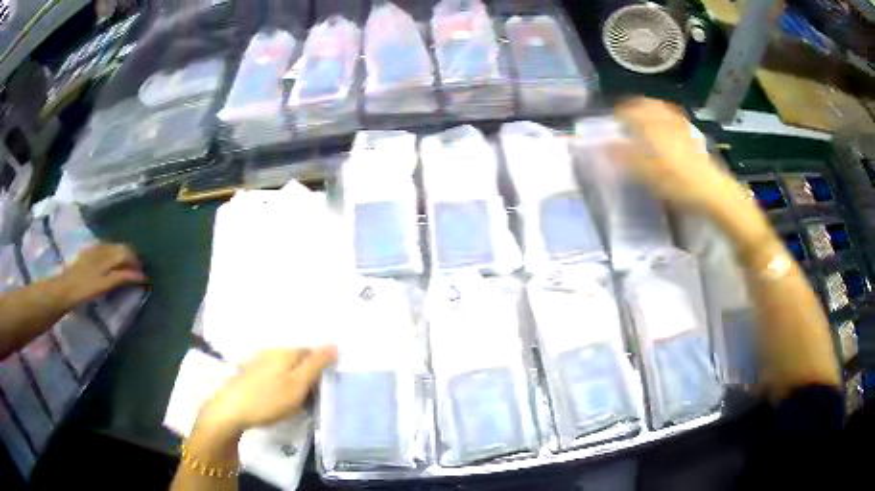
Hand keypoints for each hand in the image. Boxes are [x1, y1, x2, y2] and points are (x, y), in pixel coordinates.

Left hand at [56, 243, 146, 306]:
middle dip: (131, 258)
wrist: (64, 288)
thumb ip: (122, 277)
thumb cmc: (85, 289)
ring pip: (114, 247)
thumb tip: (141, 275)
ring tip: (127, 269)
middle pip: (121, 248)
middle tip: (137, 273)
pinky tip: (112, 265)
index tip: (144, 276)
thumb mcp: (104, 285)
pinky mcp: (89, 254)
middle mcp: (103, 247)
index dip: (137, 262)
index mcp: (107, 254)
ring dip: (123, 256)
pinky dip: (113, 255)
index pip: (127, 252)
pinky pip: (106, 249)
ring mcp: (95, 249)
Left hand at [200, 347, 337, 434]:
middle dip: (308, 372)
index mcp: (286, 350)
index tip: (326, 385)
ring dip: (295, 378)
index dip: (323, 366)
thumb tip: (334, 344)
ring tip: (298, 399)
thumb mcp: (298, 386)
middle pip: (299, 357)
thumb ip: (316, 365)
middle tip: (313, 395)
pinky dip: (282, 381)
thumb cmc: (268, 400)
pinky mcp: (251, 371)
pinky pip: (275, 372)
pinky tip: (279, 396)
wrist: (231, 410)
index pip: (313, 350)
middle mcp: (273, 349)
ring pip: (286, 365)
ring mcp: (259, 359)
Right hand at [614, 98, 744, 214]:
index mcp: (652, 127)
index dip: (618, 114)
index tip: (611, 121)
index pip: (629, 112)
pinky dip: (663, 115)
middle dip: (633, 106)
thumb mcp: (649, 175)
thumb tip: (602, 146)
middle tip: (625, 116)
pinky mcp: (691, 134)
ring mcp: (680, 125)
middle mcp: (664, 120)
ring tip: (642, 116)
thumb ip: (625, 158)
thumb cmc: (679, 183)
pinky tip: (664, 124)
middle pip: (645, 104)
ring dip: (648, 108)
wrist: (712, 190)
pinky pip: (673, 116)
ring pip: (660, 108)